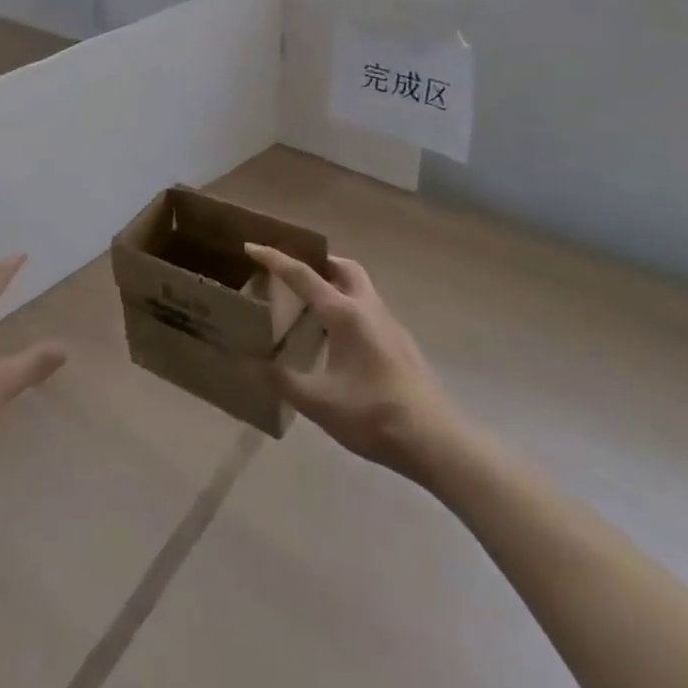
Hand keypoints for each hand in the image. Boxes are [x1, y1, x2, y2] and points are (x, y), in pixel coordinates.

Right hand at [246, 244, 471, 480]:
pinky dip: (348, 309)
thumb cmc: (374, 415)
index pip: (302, 275)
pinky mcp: (401, 343)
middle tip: (293, 273)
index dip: (274, 259)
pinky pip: (369, 311)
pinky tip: (339, 341)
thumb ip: (283, 381)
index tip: (251, 246)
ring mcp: (389, 325)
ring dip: (335, 285)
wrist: (436, 441)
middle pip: (343, 268)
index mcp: (344, 314)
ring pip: (360, 288)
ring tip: (312, 307)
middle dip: (318, 261)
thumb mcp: (319, 403)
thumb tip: (251, 363)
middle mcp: (368, 308)